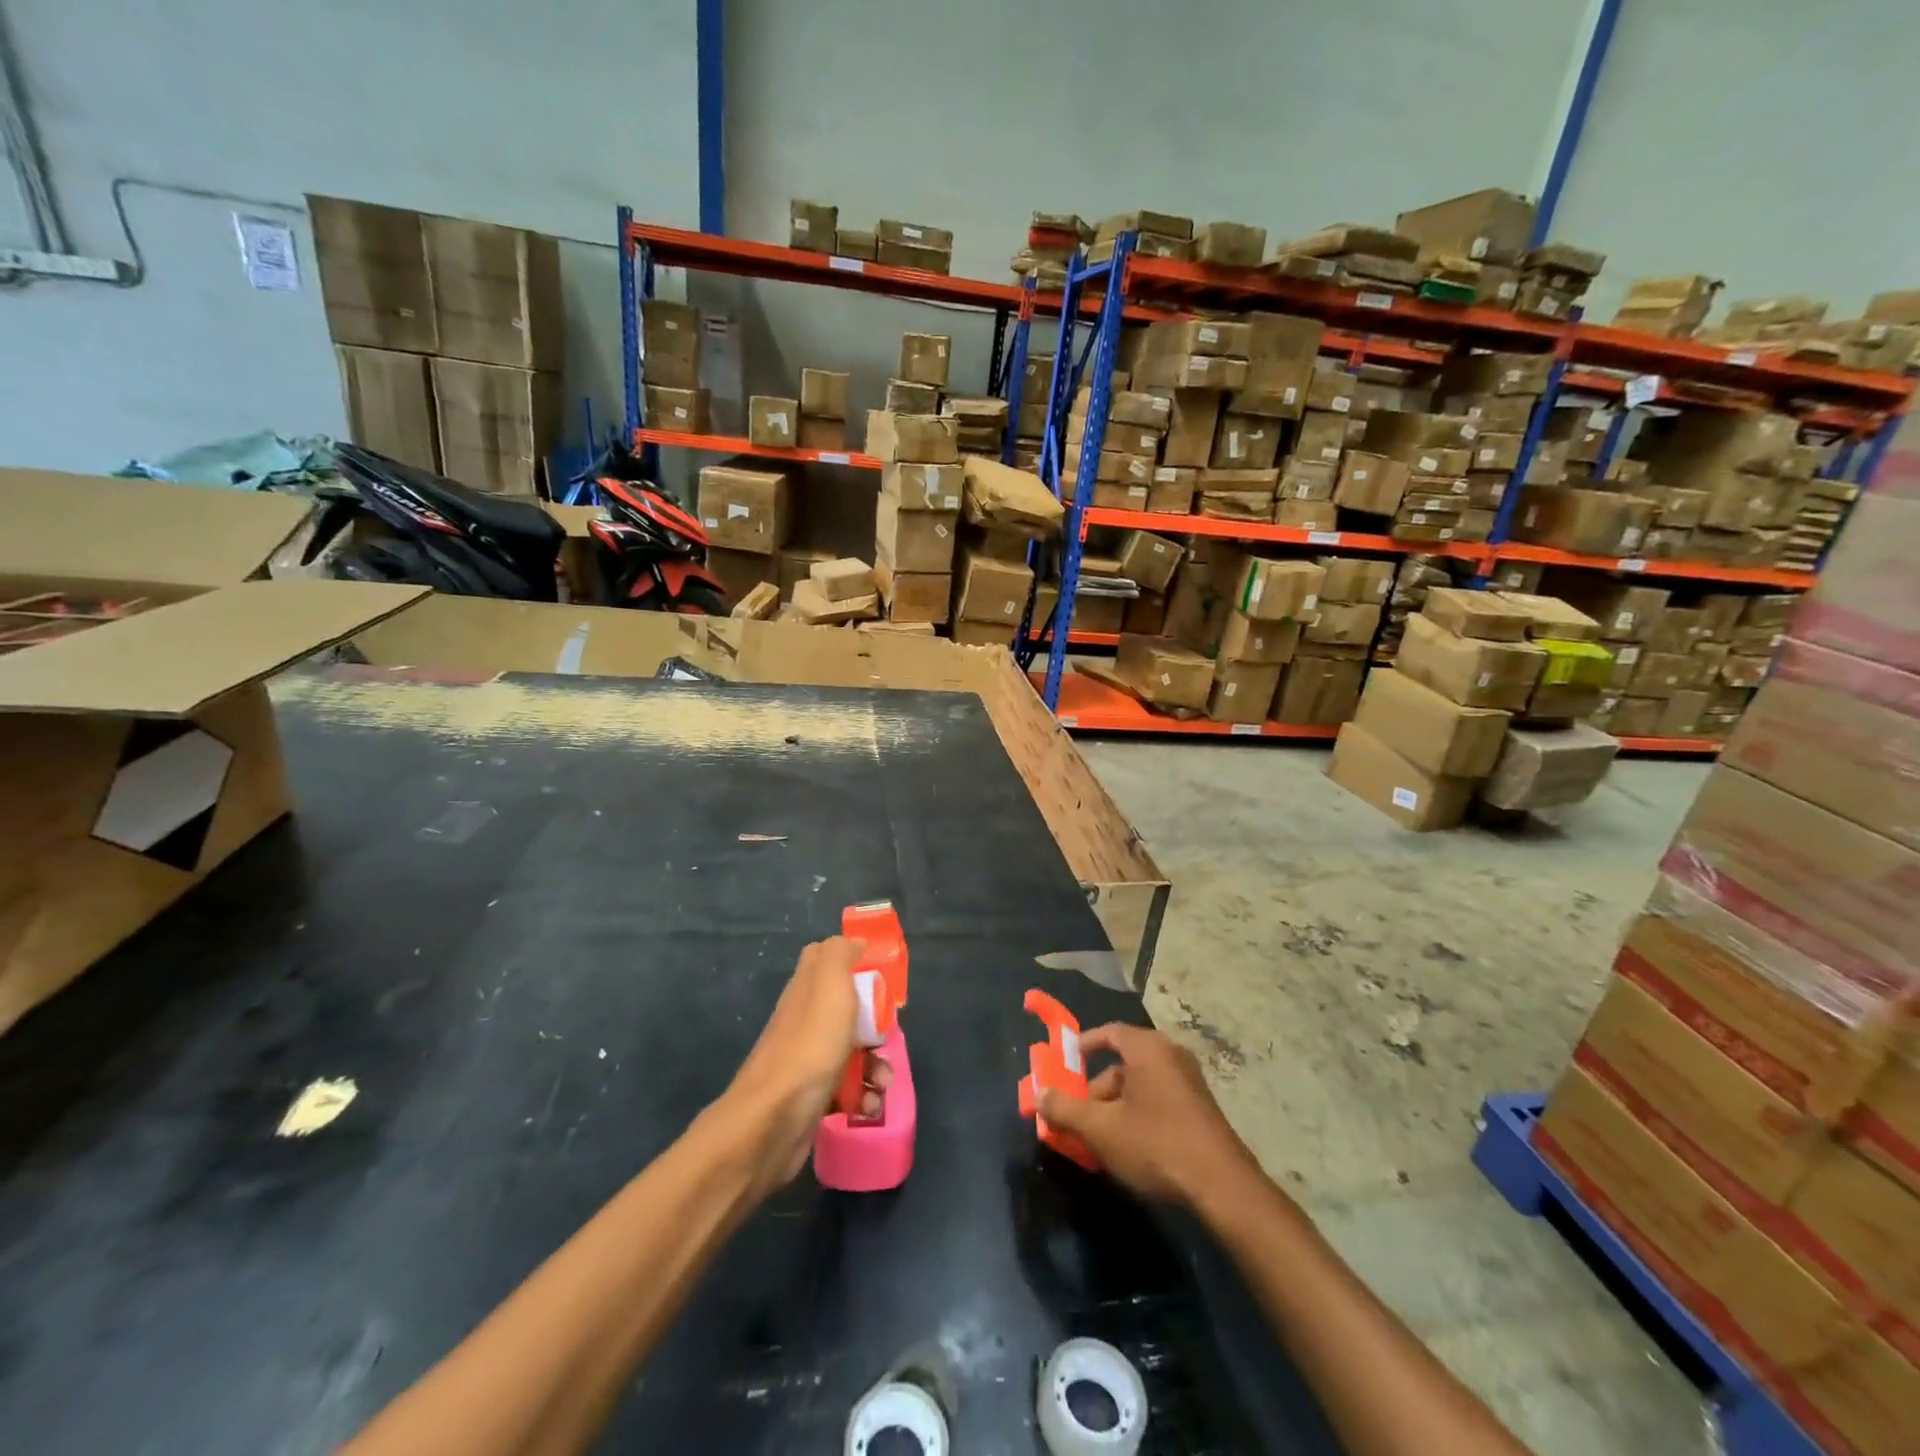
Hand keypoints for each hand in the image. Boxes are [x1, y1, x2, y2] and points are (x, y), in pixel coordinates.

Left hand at [720, 937, 891, 1199]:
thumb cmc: (810, 1045)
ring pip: (853, 1051)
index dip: (855, 960)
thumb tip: (854, 942)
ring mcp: (807, 1059)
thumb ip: (841, 953)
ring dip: (876, 1066)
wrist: (774, 1120)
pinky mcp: (812, 1096)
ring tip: (881, 1083)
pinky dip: (863, 1096)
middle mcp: (805, 1019)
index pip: (826, 958)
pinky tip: (867, 1106)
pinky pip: (847, 1089)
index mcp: (807, 988)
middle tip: (887, 1036)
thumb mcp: (830, 983)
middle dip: (877, 1024)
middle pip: (848, 1009)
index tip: (881, 976)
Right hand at [1038, 1024, 1260, 1209]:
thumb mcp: (1101, 1129)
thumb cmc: (1156, 1144)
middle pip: (1121, 1064)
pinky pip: (1157, 1100)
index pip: (1108, 1033)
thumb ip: (1065, 1109)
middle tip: (1076, 1119)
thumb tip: (1039, 1096)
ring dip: (1114, 1109)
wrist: (1222, 1187)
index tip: (1063, 1065)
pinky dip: (1136, 1116)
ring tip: (1098, 1143)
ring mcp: (1189, 1082)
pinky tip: (1128, 1149)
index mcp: (1147, 1048)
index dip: (1082, 1046)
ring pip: (1138, 1087)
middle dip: (1094, 1092)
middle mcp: (1170, 1055)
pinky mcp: (1199, 1108)